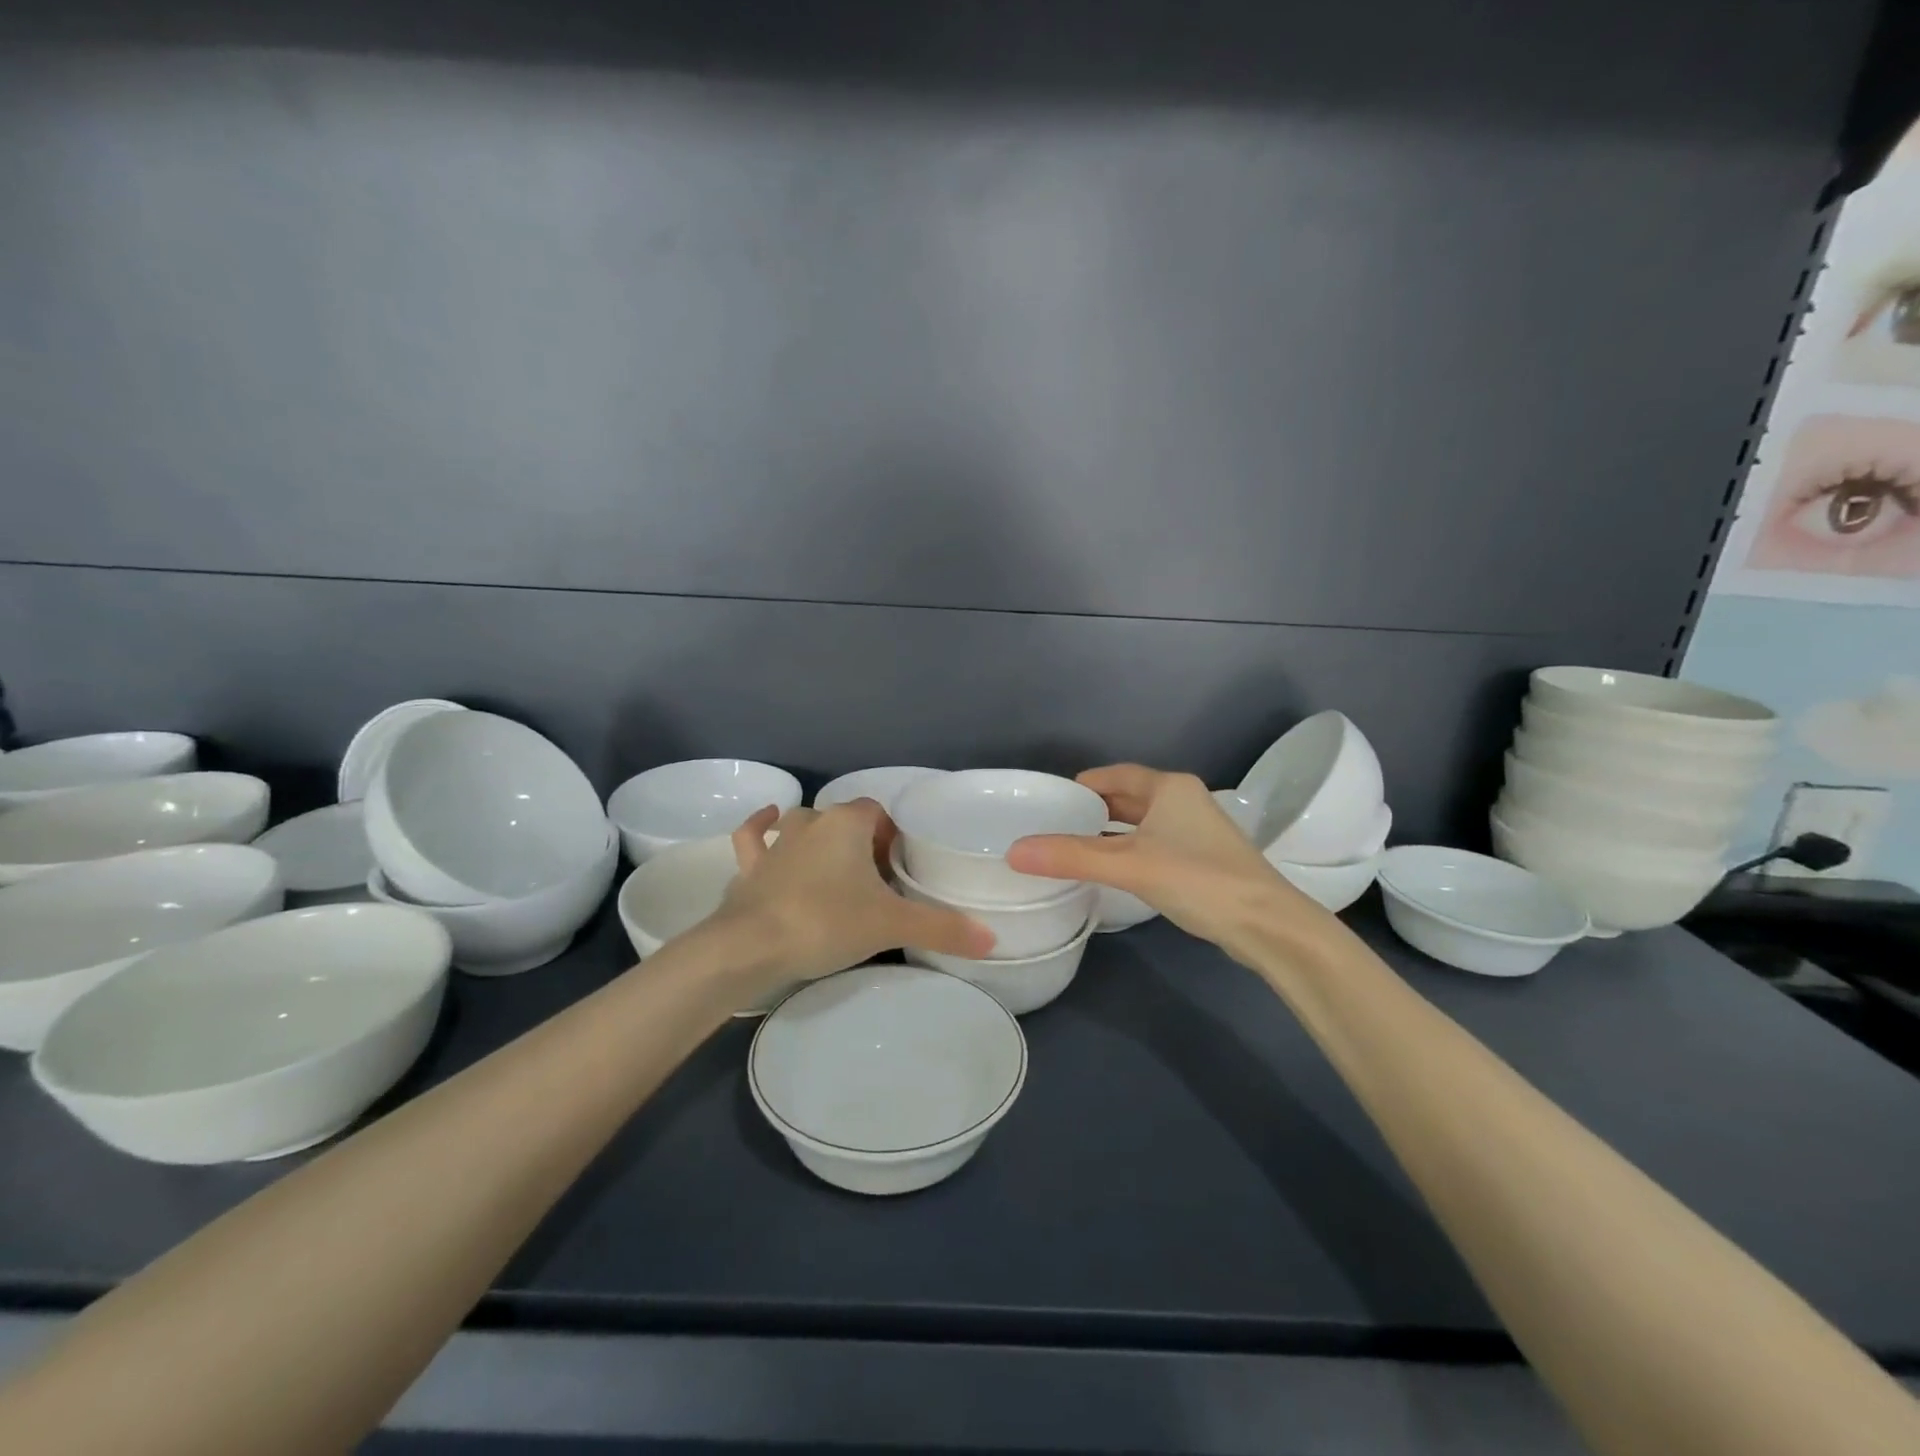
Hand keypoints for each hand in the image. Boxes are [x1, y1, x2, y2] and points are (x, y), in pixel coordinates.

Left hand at [701, 800, 995, 992]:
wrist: (750, 947)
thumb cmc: (827, 922)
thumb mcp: (892, 925)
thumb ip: (942, 928)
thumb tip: (993, 938)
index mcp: (847, 823)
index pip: (879, 813)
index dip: (892, 837)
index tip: (899, 870)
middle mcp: (811, 821)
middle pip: (843, 820)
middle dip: (859, 842)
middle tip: (874, 881)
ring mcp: (776, 842)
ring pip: (800, 824)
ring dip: (815, 836)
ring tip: (832, 865)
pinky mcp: (750, 866)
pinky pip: (753, 838)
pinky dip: (760, 830)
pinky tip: (767, 823)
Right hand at [1006, 765, 1332, 960]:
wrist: (1268, 925)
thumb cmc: (1199, 879)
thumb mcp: (1130, 866)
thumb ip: (1072, 856)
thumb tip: (1014, 851)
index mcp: (1170, 788)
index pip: (1117, 774)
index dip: (1085, 783)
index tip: (1053, 798)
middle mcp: (1185, 802)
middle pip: (1130, 797)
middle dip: (1096, 808)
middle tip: (1057, 823)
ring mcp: (1198, 832)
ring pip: (1144, 824)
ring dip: (1113, 832)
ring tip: (1075, 846)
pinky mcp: (1203, 861)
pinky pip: (1154, 845)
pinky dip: (1130, 851)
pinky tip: (1113, 871)